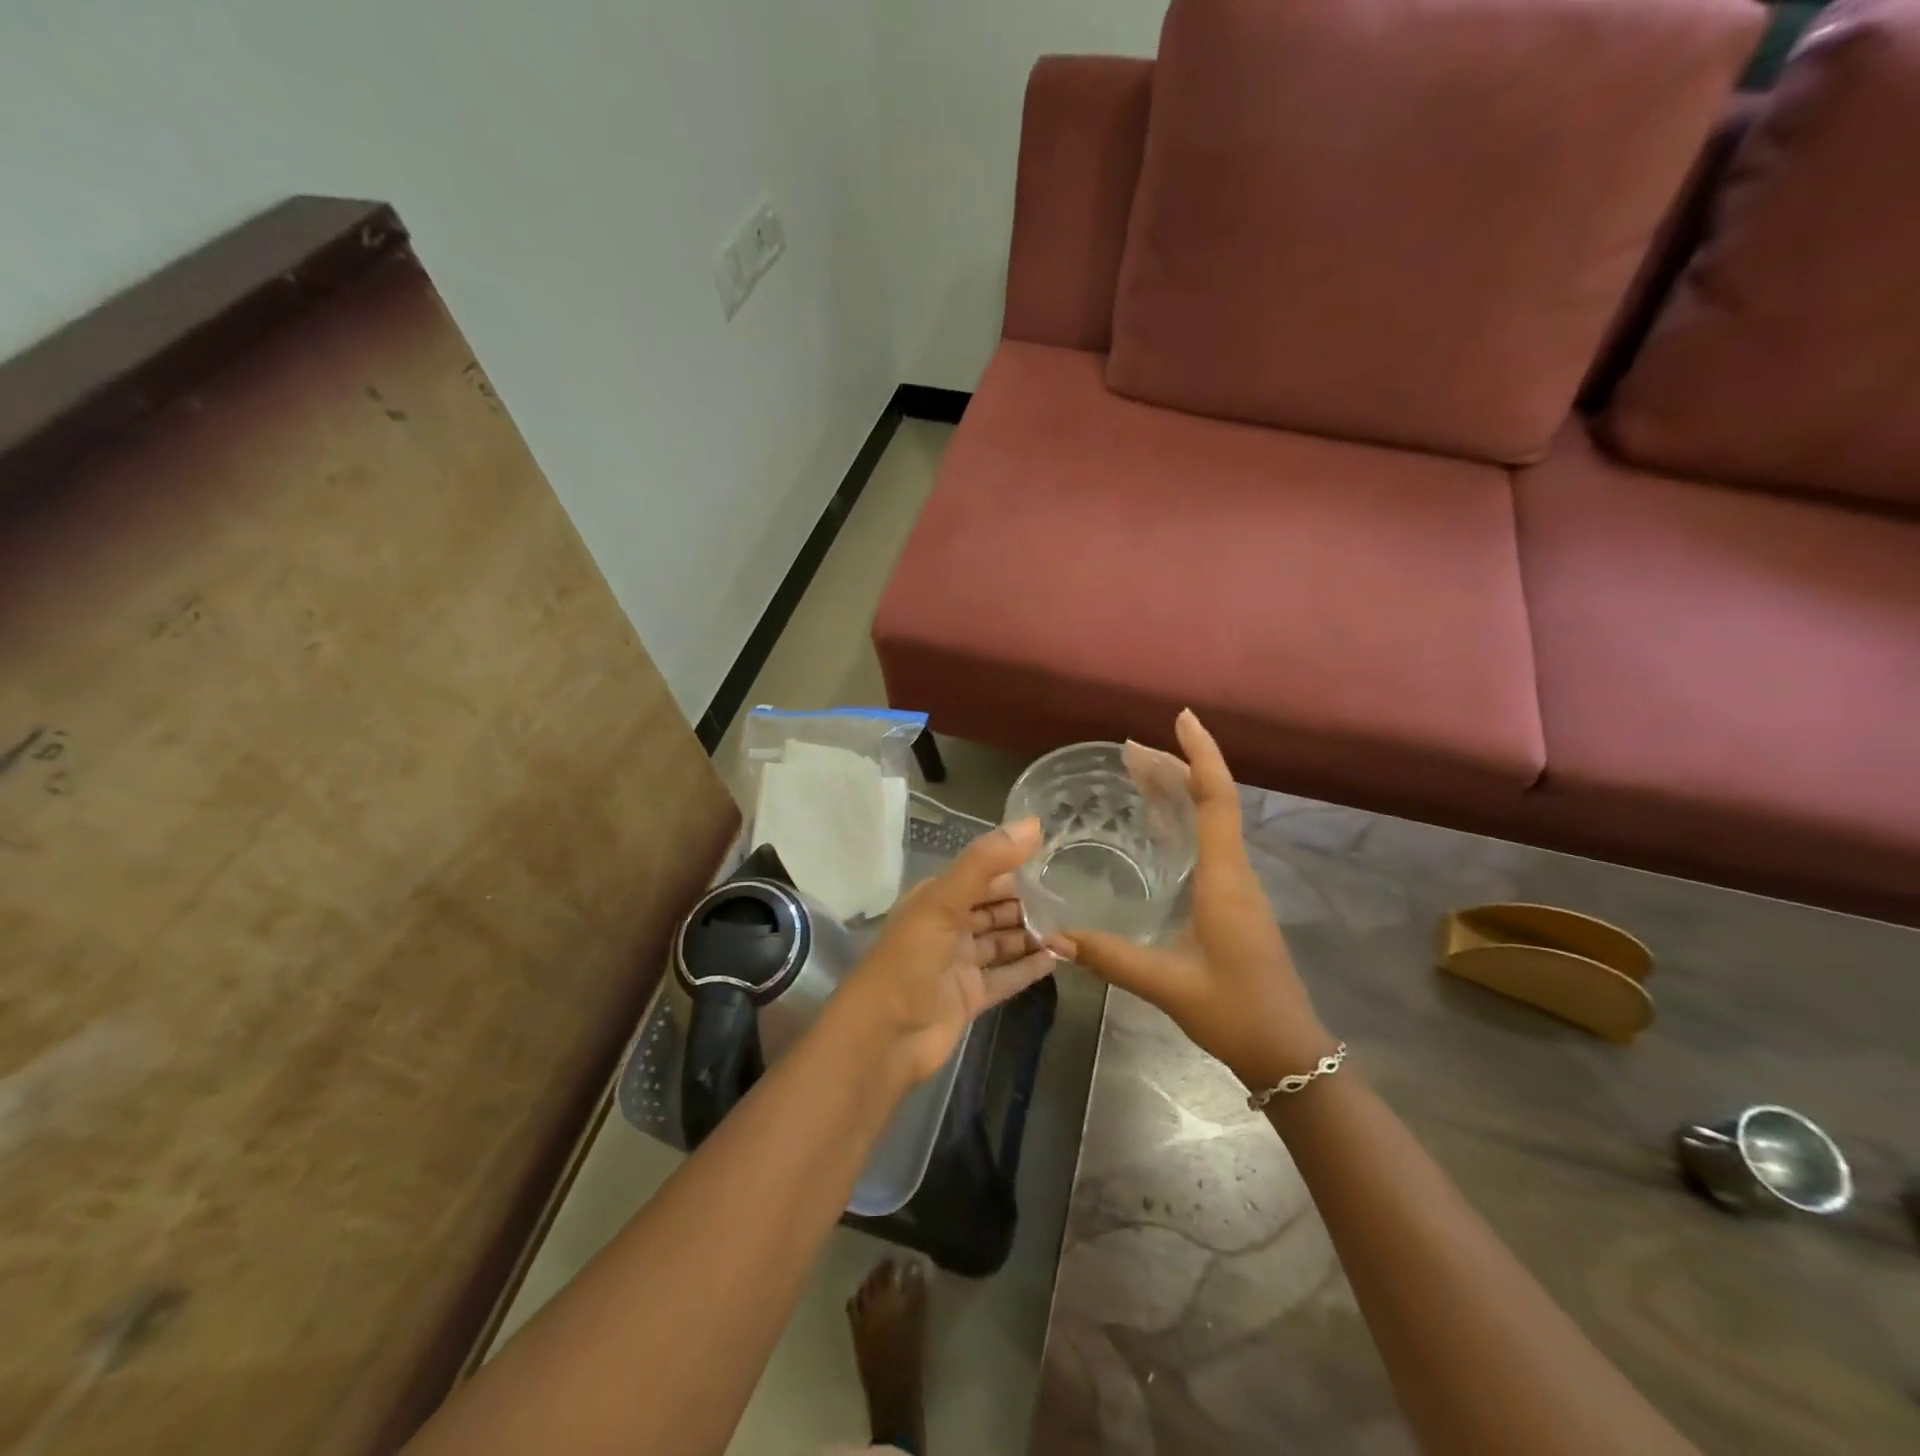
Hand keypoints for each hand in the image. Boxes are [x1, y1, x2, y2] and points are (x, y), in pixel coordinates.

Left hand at [833, 818, 1067, 1087]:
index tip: (1053, 862)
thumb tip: (1033, 824)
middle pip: (994, 909)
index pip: (981, 876)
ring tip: (1070, 928)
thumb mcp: (944, 902)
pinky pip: (1006, 977)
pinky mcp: (970, 997)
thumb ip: (986, 862)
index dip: (1014, 869)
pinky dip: (1028, 968)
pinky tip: (1057, 960)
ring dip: (1031, 935)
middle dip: (1027, 904)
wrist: (884, 1037)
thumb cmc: (910, 960)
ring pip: (1001, 942)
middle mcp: (947, 927)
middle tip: (1070, 899)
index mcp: (935, 899)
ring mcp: (958, 964)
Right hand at [1065, 710, 1333, 1089]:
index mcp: (1225, 878)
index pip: (1218, 799)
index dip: (1200, 755)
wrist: (1287, 1052)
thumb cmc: (1235, 1012)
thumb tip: (1053, 936)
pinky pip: (1208, 844)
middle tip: (1130, 749)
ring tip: (1138, 773)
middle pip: (1212, 801)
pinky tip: (1156, 828)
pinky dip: (1183, 821)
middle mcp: (1235, 872)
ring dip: (1179, 792)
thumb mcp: (1168, 985)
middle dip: (1176, 767)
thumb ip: (1110, 957)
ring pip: (1212, 821)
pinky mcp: (1233, 903)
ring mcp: (1237, 887)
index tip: (1181, 719)